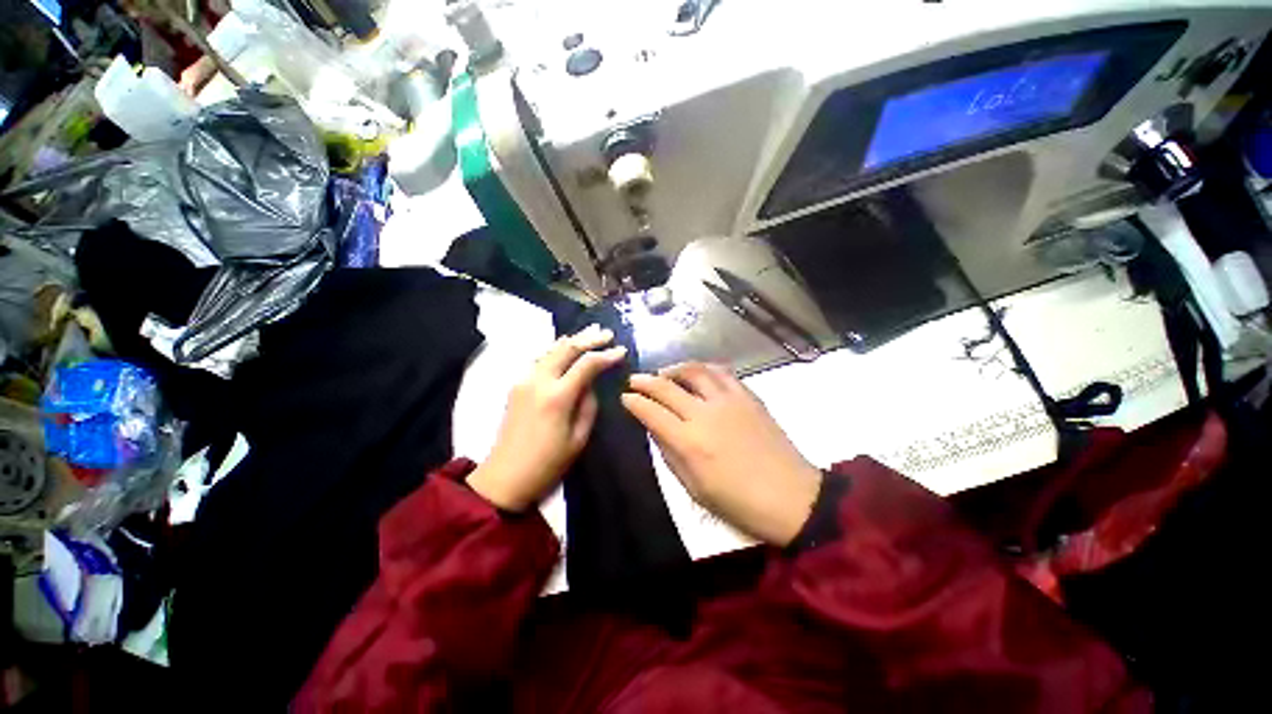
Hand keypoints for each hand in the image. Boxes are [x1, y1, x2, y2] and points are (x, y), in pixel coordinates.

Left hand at [467, 325, 626, 510]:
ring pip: (551, 349)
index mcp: (557, 397)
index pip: (586, 364)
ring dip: (572, 340)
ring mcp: (524, 380)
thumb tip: (591, 385)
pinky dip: (557, 349)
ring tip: (591, 332)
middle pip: (566, 348)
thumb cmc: (548, 464)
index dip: (606, 355)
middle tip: (608, 334)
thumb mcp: (579, 438)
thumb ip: (588, 405)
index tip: (622, 350)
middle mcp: (538, 381)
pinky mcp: (516, 384)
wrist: (504, 477)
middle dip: (589, 338)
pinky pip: (540, 358)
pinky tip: (566, 347)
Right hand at [622, 363, 821, 545]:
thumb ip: (670, 454)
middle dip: (645, 381)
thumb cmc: (739, 502)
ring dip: (674, 369)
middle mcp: (705, 414)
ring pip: (694, 371)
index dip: (633, 402)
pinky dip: (703, 369)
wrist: (791, 497)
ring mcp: (729, 401)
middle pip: (667, 387)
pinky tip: (697, 373)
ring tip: (664, 373)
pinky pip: (721, 373)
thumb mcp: (694, 488)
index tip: (624, 398)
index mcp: (689, 442)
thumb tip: (654, 428)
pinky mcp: (748, 396)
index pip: (651, 412)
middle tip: (634, 380)